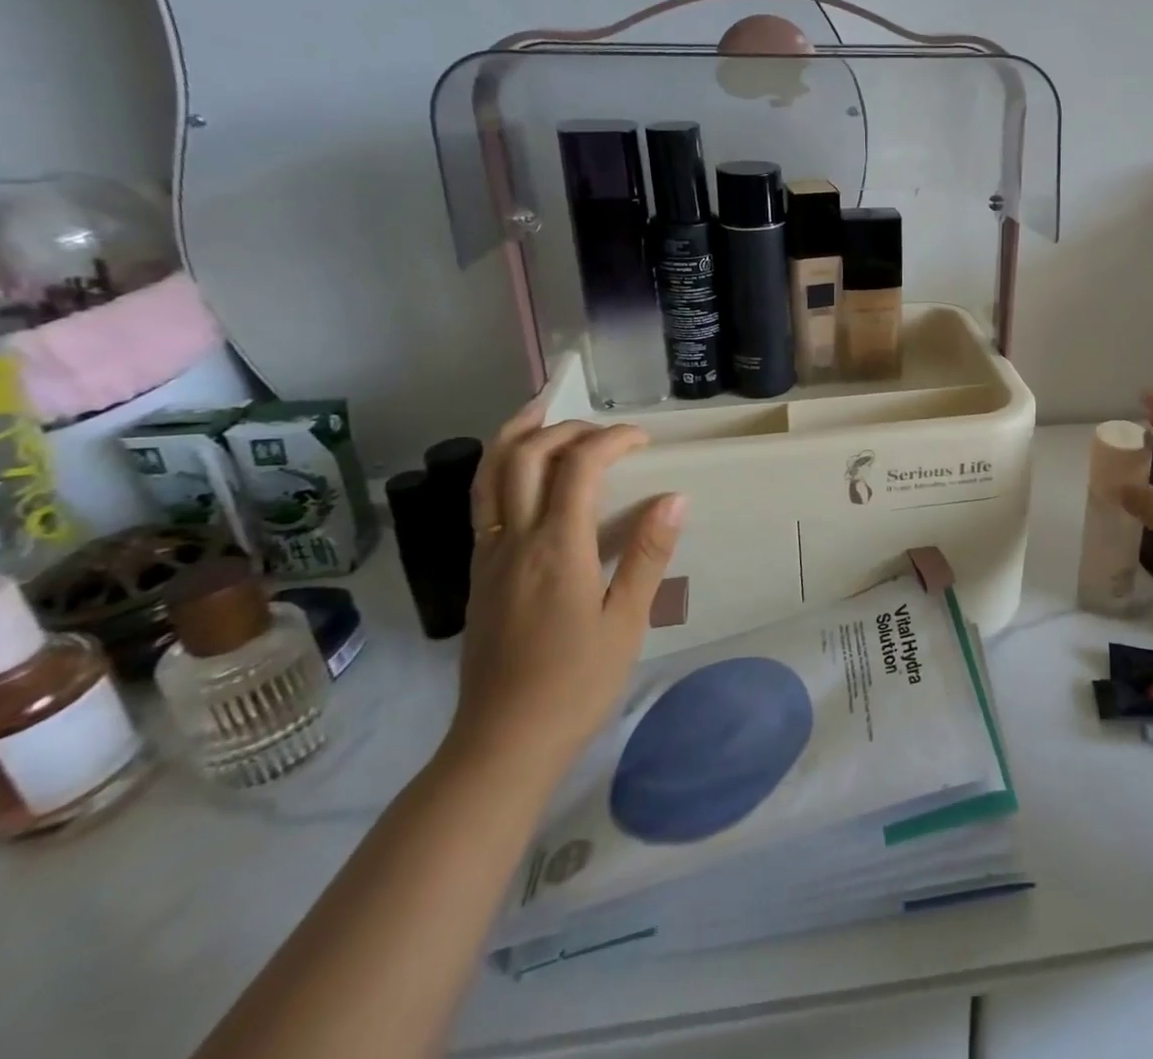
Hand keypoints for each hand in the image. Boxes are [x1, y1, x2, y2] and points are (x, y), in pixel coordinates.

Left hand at [445, 402, 687, 779]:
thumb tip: (675, 497)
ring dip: (516, 434)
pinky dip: (502, 468)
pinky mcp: (478, 572)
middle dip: (566, 428)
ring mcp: (488, 555)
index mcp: (557, 549)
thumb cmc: (576, 684)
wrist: (502, 742)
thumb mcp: (626, 622)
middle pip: (525, 456)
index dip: (612, 440)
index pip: (580, 467)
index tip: (643, 440)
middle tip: (604, 430)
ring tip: (542, 411)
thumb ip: (648, 554)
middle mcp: (514, 540)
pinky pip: (484, 502)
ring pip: (489, 474)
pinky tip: (525, 473)